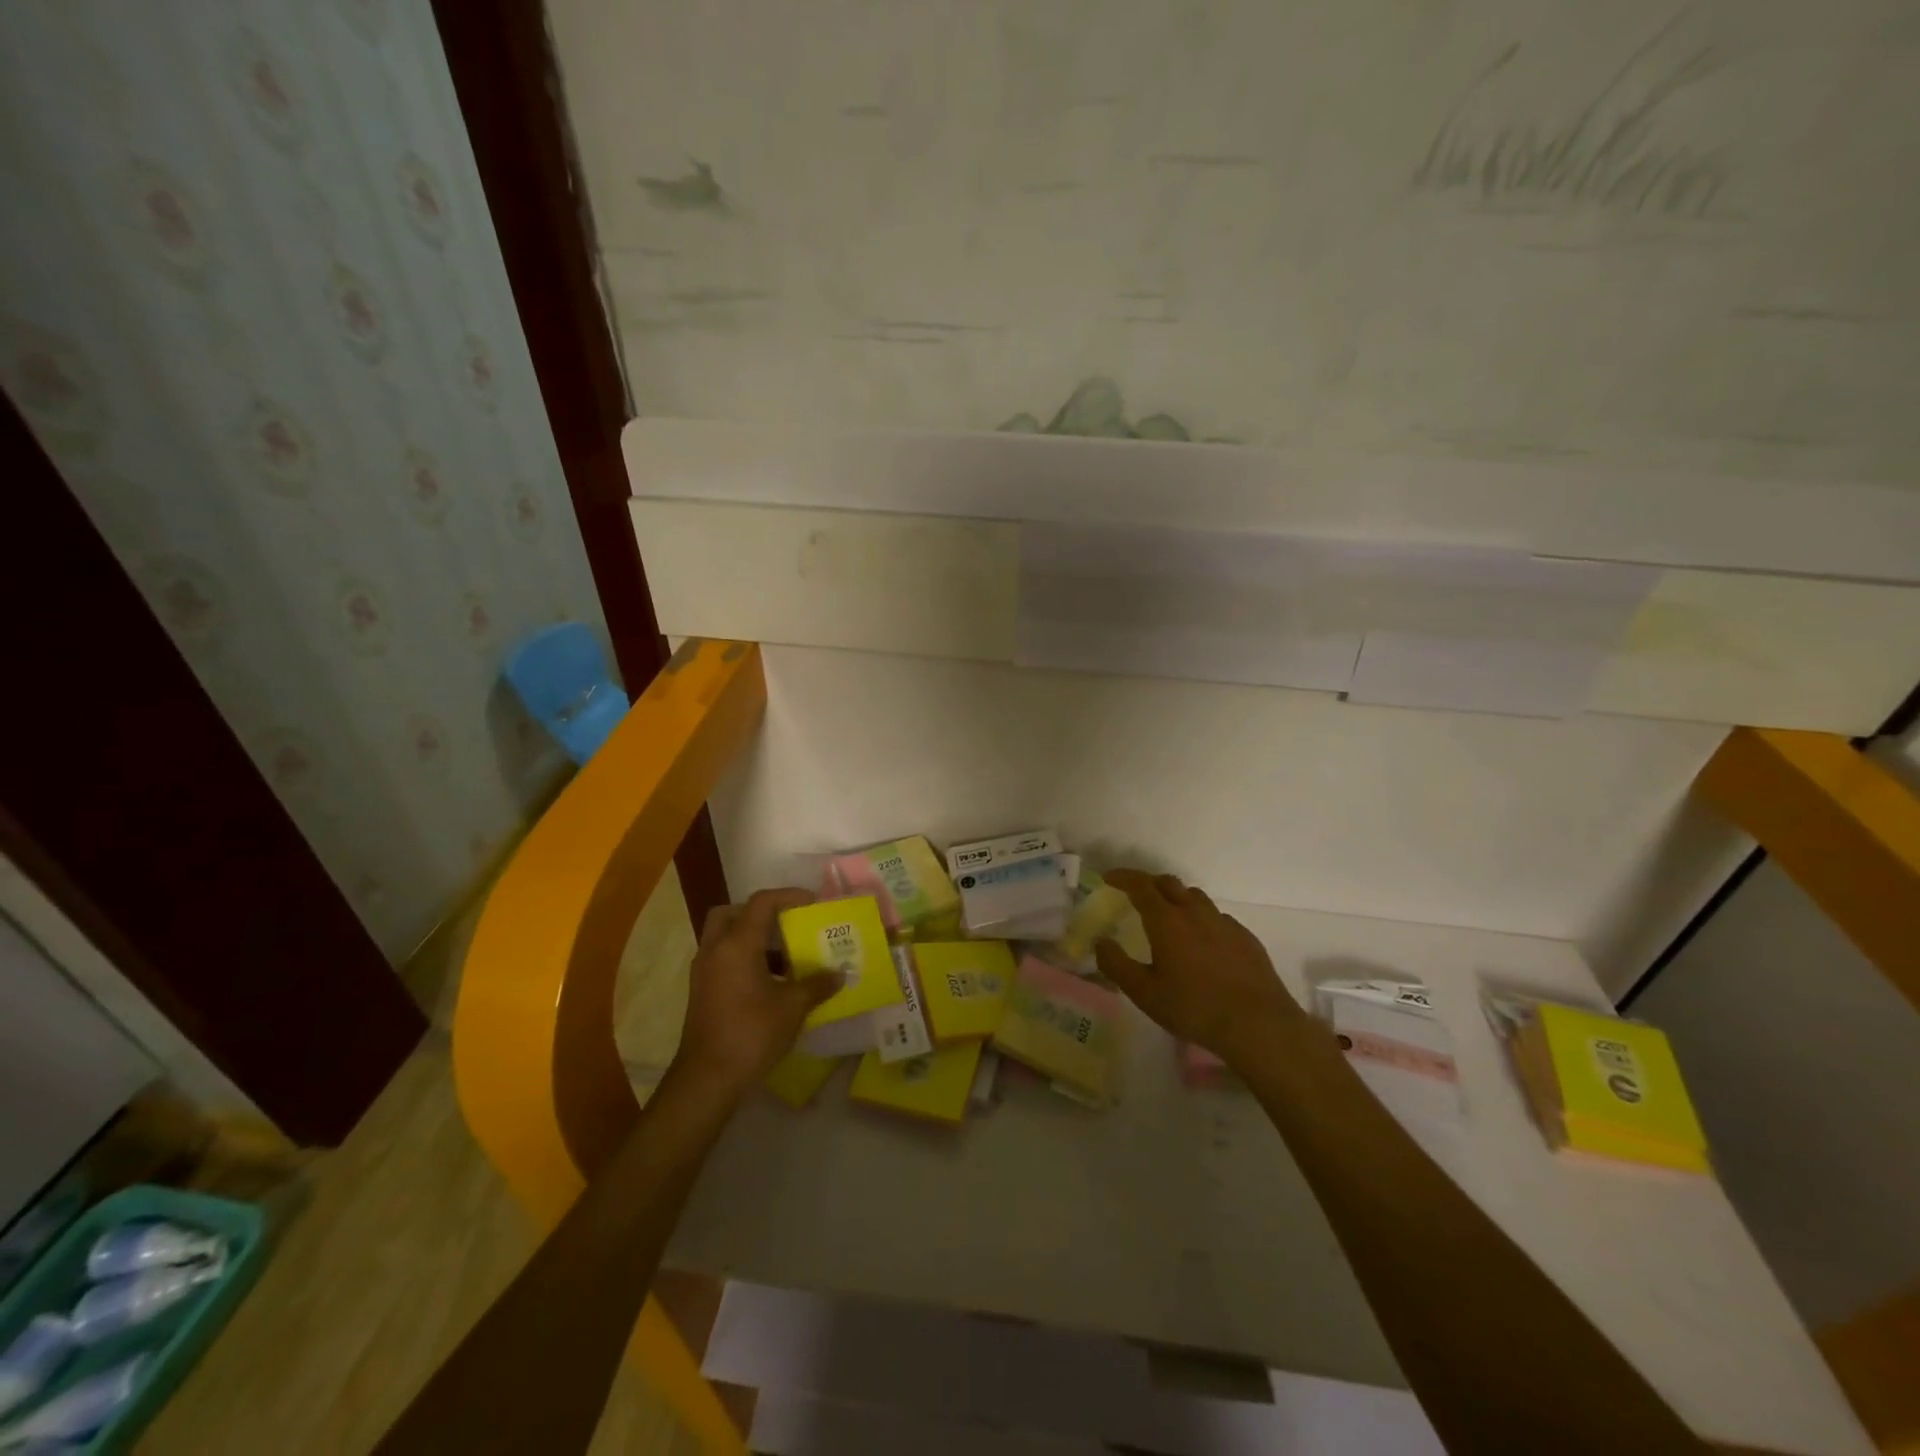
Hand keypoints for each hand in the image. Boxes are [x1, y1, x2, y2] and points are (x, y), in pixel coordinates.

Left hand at [674, 888, 840, 1099]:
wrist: (707, 1079)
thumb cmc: (751, 1034)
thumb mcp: (792, 1007)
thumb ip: (816, 985)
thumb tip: (839, 974)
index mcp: (737, 944)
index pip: (762, 902)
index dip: (789, 896)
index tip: (812, 902)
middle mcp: (716, 950)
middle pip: (732, 913)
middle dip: (759, 913)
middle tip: (785, 924)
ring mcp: (704, 972)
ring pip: (724, 937)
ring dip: (752, 938)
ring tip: (785, 957)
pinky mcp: (702, 992)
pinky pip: (723, 959)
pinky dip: (744, 959)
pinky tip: (769, 983)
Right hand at [1095, 870, 1303, 1068]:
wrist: (1259, 1024)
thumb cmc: (1194, 1008)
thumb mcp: (1145, 993)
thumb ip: (1116, 965)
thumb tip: (1100, 942)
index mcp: (1167, 921)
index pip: (1141, 885)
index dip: (1123, 877)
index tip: (1109, 877)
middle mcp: (1195, 912)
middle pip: (1169, 883)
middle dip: (1148, 883)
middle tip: (1135, 895)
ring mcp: (1224, 922)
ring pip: (1195, 897)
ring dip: (1176, 898)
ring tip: (1168, 916)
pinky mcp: (1245, 937)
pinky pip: (1217, 917)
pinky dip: (1201, 919)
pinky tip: (1202, 942)